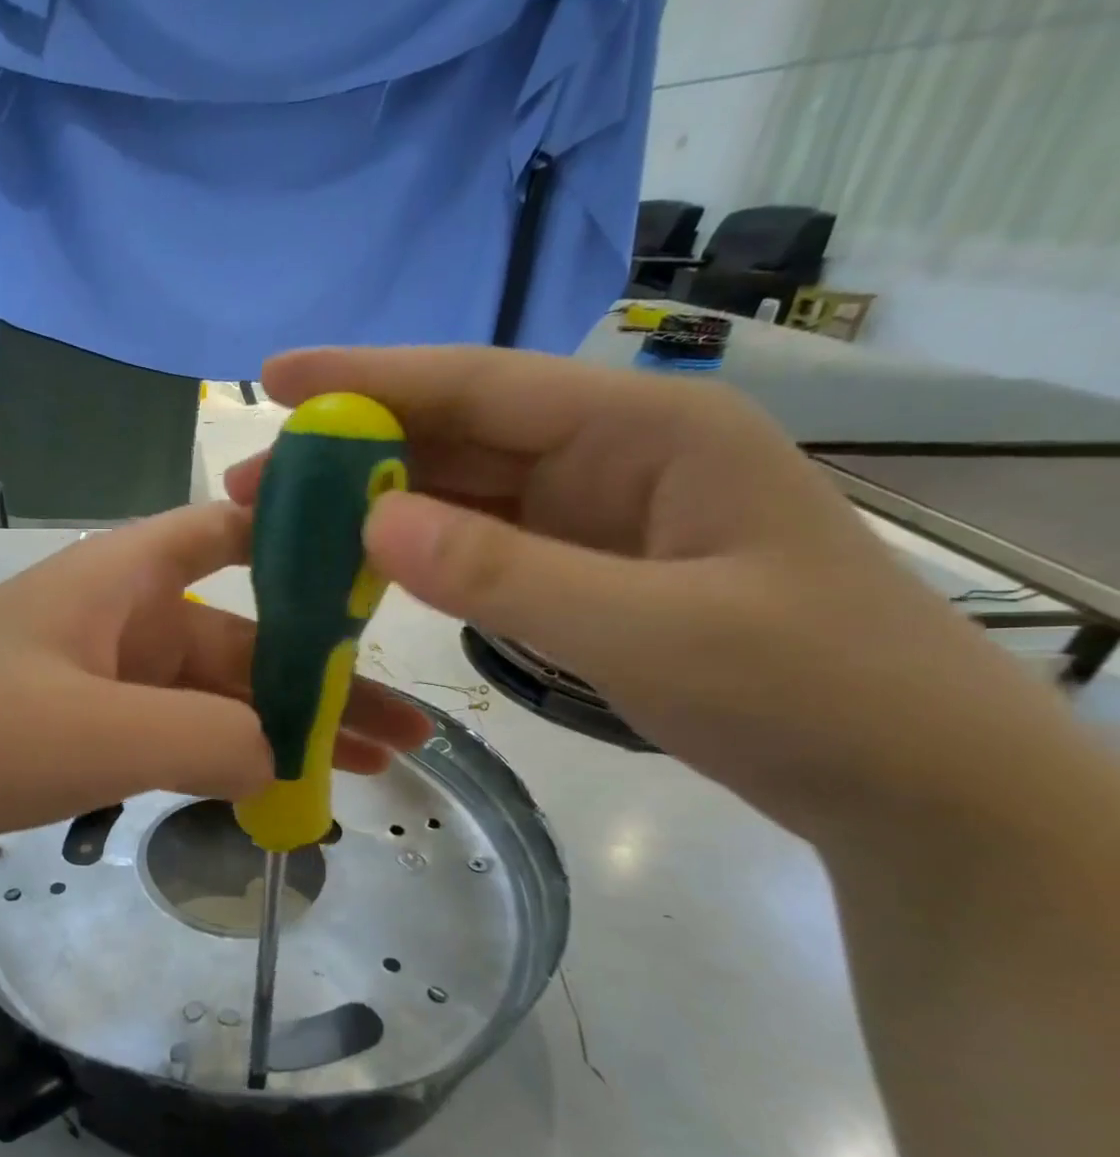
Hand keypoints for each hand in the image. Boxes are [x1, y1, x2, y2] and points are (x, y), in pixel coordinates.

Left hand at [0, 502, 432, 872]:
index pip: (234, 531)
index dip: (306, 542)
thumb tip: (285, 758)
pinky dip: (218, 760)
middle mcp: (120, 615)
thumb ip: (210, 740)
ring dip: (277, 733)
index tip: (379, 576)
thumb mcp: (99, 733)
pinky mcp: (75, 728)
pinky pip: (168, 735)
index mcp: (126, 577)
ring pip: (209, 697)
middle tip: (403, 739)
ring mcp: (98, 676)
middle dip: (321, 687)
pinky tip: (264, 791)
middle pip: (242, 641)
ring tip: (356, 774)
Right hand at [229, 346, 1078, 843]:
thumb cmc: (804, 689)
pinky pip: (481, 548)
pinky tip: (361, 563)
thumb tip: (369, 522)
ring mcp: (595, 518)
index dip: (370, 377)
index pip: (482, 384)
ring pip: (462, 493)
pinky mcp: (584, 571)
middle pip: (459, 436)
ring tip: (287, 523)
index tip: (275, 377)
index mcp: (645, 430)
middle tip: (256, 479)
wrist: (900, 778)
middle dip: (351, 450)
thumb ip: (505, 573)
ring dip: (374, 504)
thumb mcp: (650, 629)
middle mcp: (612, 456)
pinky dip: (417, 554)